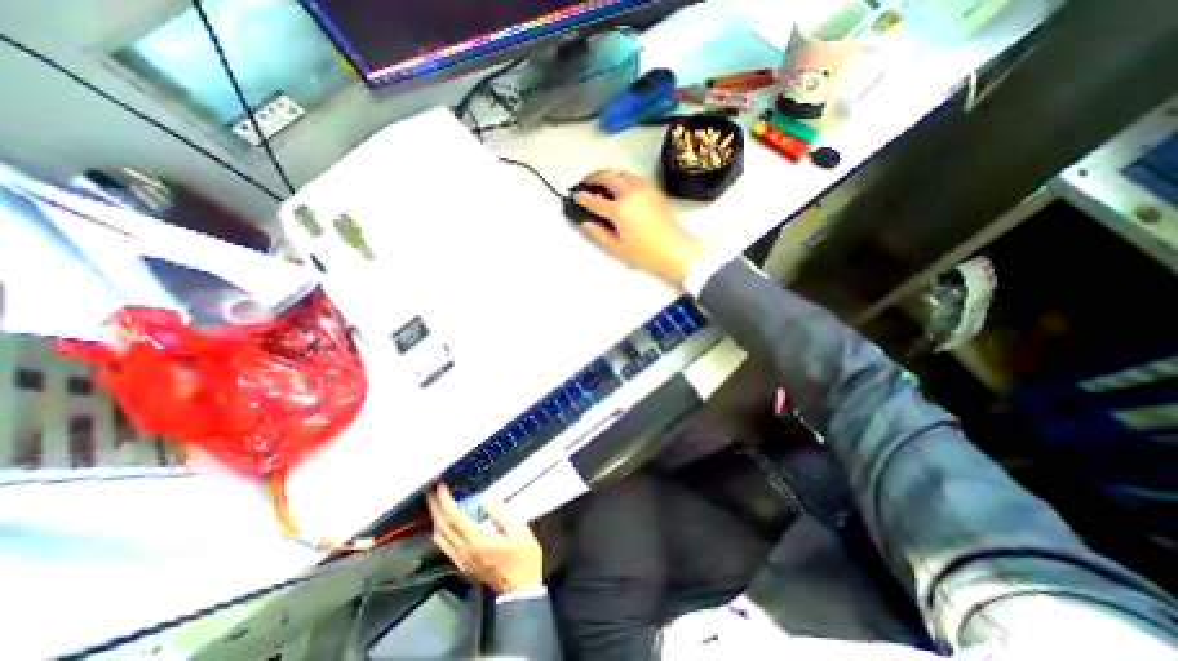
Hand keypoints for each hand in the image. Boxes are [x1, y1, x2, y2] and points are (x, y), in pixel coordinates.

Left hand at [427, 483, 544, 596]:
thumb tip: (483, 499)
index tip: (440, 486)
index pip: (453, 517)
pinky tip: (445, 523)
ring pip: (440, 538)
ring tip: (437, 503)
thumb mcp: (518, 530)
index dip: (444, 501)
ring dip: (436, 519)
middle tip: (432, 490)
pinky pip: (445, 546)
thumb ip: (500, 513)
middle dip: (435, 507)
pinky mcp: (463, 566)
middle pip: (442, 527)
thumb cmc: (524, 557)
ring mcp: (462, 561)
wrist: (521, 590)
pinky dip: (441, 530)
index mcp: (477, 541)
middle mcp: (464, 551)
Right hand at [574, 167, 703, 283]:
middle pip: (608, 176)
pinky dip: (624, 178)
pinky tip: (623, 187)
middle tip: (587, 183)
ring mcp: (644, 190)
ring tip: (603, 183)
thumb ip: (598, 234)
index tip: (575, 196)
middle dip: (594, 177)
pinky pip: (635, 178)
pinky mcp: (655, 190)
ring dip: (610, 175)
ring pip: (622, 173)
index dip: (582, 197)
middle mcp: (630, 194)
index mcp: (619, 210)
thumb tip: (585, 223)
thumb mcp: (617, 249)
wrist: (675, 250)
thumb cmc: (644, 254)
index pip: (595, 200)